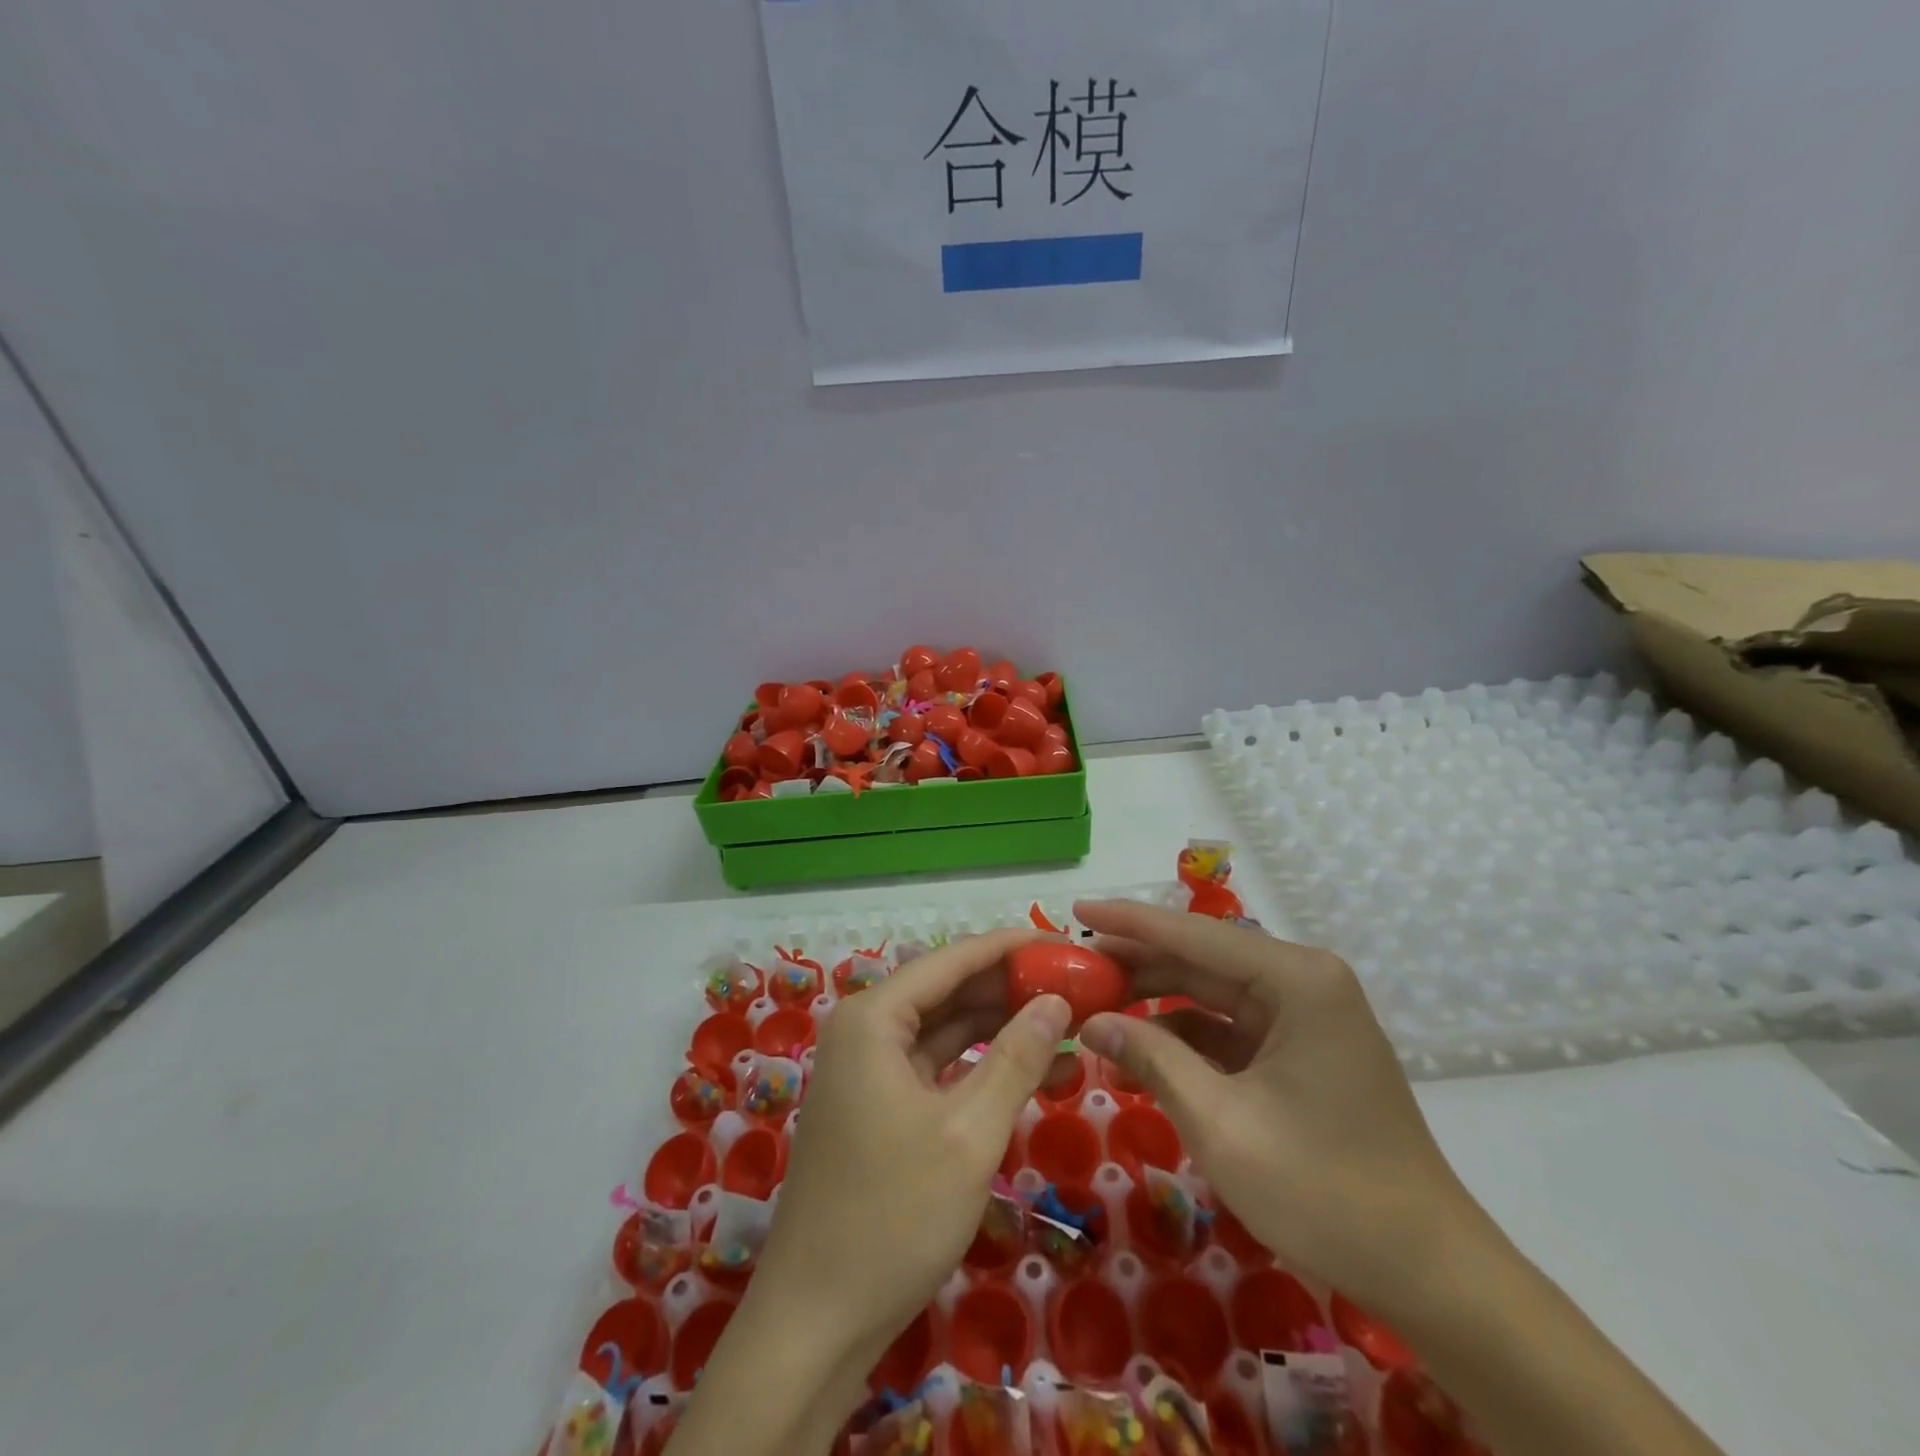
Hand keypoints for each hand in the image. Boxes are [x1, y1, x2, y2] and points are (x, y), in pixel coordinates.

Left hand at [751, 927, 1071, 1378]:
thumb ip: (1016, 1058)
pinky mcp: (879, 1104)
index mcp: (874, 1017)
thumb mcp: (969, 1133)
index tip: (1067, 945)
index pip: (954, 959)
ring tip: (1067, 1022)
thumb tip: (1057, 1001)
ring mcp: (869, 1069)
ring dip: (1001, 1026)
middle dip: (1011, 987)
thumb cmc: (893, 1216)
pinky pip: (937, 1065)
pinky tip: (1030, 1068)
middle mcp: (866, 1029)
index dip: (1013, 947)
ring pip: (946, 1028)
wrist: (816, 1322)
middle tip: (1078, 986)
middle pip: (949, 989)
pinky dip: (980, 1065)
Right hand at [1073, 899, 1476, 1313]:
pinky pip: (1229, 1027)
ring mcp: (1304, 1017)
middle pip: (1201, 959)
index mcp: (1296, 980)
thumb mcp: (1222, 1123)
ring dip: (1155, 999)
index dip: (1128, 922)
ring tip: (1094, 1003)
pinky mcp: (1299, 1051)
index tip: (1074, 910)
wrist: (1428, 1272)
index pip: (1193, 935)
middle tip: (1073, 968)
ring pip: (1211, 992)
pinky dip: (1184, 1035)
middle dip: (1136, 963)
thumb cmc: (1324, 1189)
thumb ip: (1153, 1059)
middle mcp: (1302, 982)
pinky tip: (1140, 1047)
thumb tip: (1092, 1021)